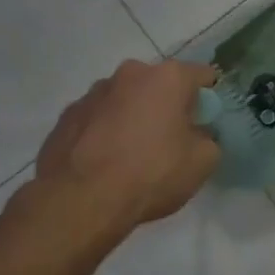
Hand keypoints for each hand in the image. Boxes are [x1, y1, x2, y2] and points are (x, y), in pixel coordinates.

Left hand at [33, 59, 220, 233]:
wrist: (81, 201)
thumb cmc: (151, 173)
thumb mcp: (203, 162)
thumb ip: (208, 139)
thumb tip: (197, 135)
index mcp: (167, 77)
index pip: (202, 75)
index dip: (209, 98)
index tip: (206, 122)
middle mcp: (129, 74)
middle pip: (159, 85)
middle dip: (167, 106)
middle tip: (170, 140)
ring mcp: (92, 93)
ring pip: (125, 100)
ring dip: (133, 117)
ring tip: (131, 154)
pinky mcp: (66, 117)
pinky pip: (97, 119)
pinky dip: (104, 132)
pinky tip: (105, 162)